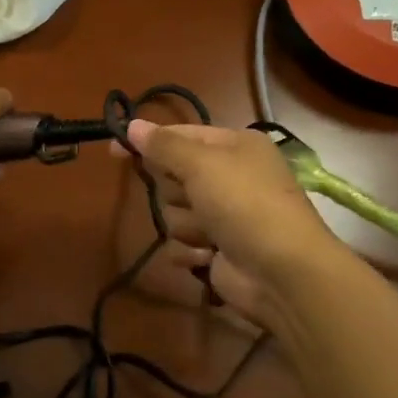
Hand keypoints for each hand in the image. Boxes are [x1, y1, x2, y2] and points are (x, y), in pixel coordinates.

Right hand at [125, 121, 357, 328]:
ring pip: (175, 213)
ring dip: (187, 226)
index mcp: (235, 146)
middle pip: (175, 177)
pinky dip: (192, 252)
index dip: (148, 142)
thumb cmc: (244, 204)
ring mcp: (226, 216)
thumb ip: (163, 146)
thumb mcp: (201, 164)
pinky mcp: (219, 251)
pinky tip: (208, 256)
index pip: (181, 136)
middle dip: (178, 192)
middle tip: (196, 199)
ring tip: (210, 235)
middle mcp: (232, 177)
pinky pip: (183, 244)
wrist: (283, 273)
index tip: (114, 149)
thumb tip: (132, 124)